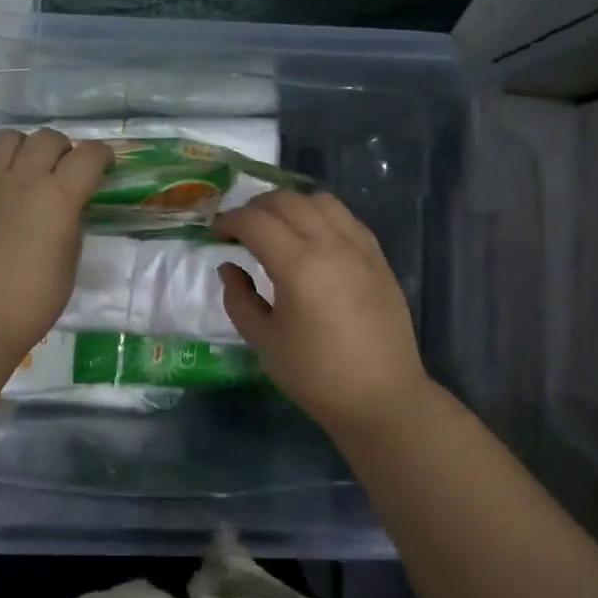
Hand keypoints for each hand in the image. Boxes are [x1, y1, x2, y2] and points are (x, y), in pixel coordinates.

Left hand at [0, 130, 112, 363]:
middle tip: (61, 169)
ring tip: (21, 167)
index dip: (101, 155)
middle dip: (62, 149)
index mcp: (58, 198)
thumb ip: (71, 224)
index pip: (89, 155)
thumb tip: (68, 207)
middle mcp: (22, 180)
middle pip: (47, 138)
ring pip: (5, 138)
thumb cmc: (32, 302)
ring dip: (21, 147)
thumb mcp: (70, 262)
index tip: (103, 165)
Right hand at [215, 191, 430, 431]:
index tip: (216, 233)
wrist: (382, 397)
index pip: (255, 221)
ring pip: (320, 201)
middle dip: (256, 207)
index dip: (229, 221)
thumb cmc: (316, 375)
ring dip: (290, 205)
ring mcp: (359, 247)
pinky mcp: (378, 257)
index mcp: (298, 265)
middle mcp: (330, 244)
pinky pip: (346, 218)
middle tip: (240, 229)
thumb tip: (230, 267)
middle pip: (286, 201)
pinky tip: (312, 237)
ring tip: (277, 226)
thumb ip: (240, 299)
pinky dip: (321, 215)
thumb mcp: (264, 341)